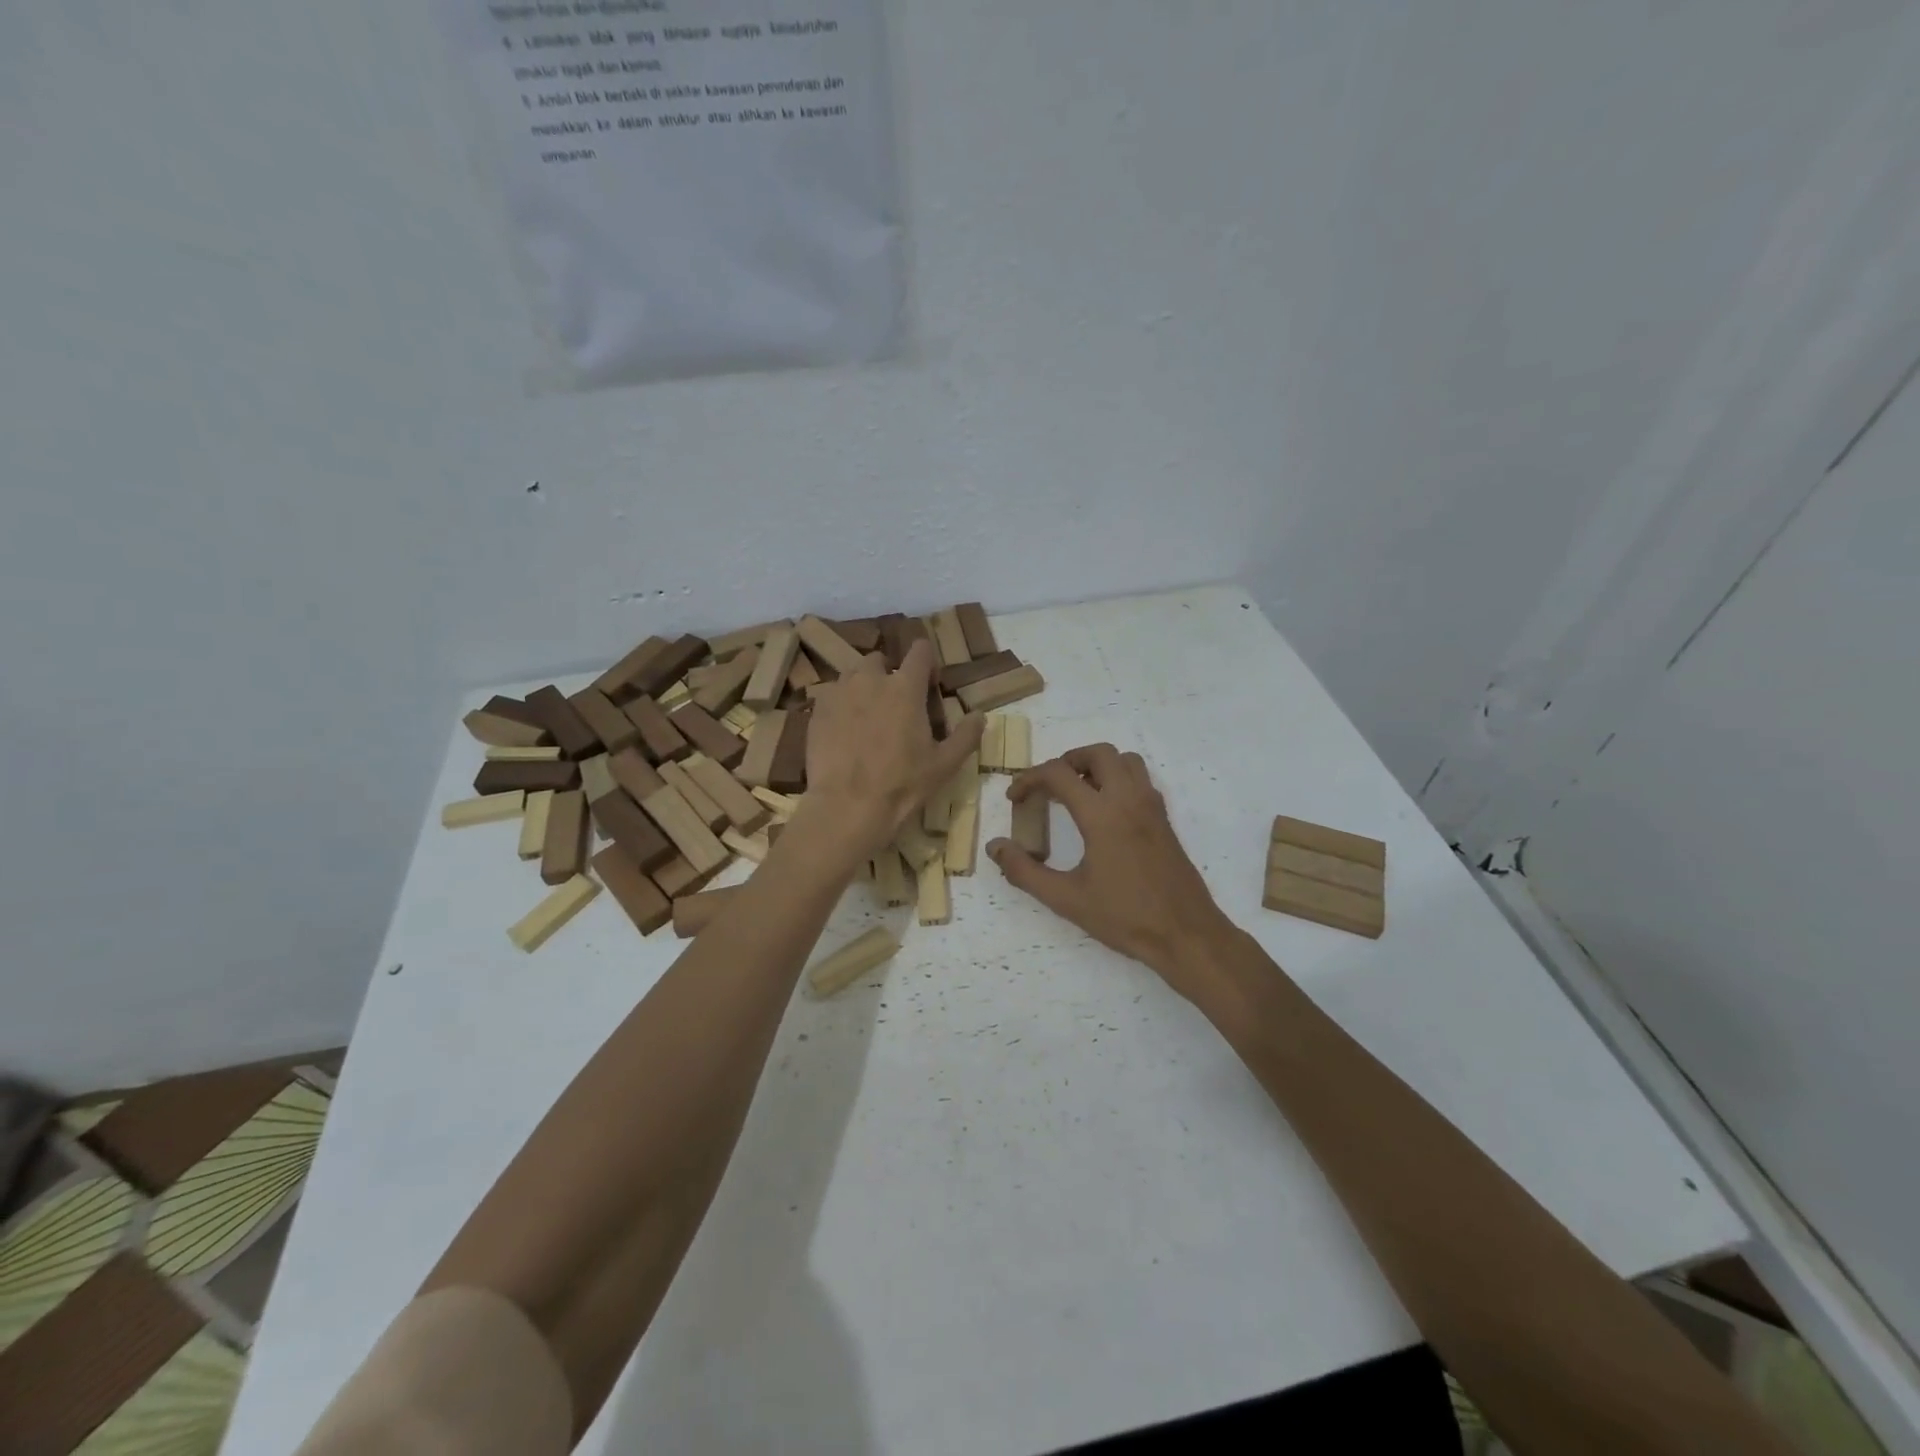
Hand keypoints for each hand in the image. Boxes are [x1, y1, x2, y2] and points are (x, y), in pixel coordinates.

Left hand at [799, 639, 983, 860]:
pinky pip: (831, 696)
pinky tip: (844, 731)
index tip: (929, 684)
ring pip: (853, 675)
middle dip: (890, 675)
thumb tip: (980, 715)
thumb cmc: (903, 784)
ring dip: (863, 687)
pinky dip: (841, 705)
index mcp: (905, 687)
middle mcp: (870, 679)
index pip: (920, 651)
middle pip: (880, 660)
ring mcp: (839, 692)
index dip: (927, 662)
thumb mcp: (945, 764)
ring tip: (867, 716)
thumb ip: (966, 735)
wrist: (847, 806)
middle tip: (896, 706)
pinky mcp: (817, 711)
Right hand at [987, 745, 1235, 996]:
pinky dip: (1118, 779)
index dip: (1029, 779)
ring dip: (1097, 765)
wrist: (1186, 934)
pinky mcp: (1164, 819)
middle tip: (1048, 786)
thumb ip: (1024, 871)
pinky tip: (1105, 812)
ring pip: (1125, 761)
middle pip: (1097, 753)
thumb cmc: (1125, 917)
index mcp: (1102, 814)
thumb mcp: (1066, 899)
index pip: (1058, 774)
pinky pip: (1140, 779)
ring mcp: (1152, 807)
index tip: (1014, 798)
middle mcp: (1129, 799)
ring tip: (1077, 792)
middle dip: (1067, 761)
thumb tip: (995, 847)